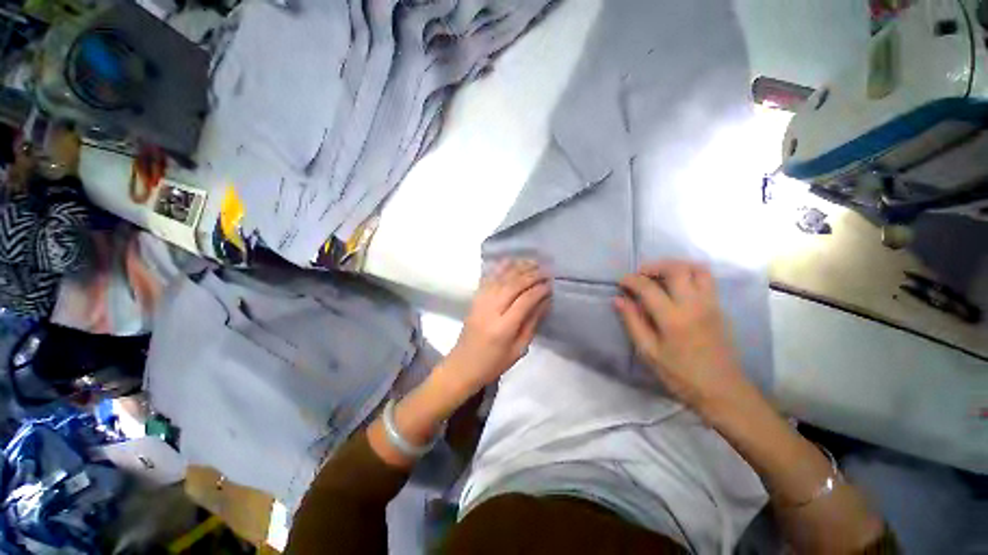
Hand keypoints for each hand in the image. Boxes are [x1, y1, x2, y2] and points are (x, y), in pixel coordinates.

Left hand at [439, 260, 550, 396]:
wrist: (463, 365)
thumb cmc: (494, 363)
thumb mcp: (519, 349)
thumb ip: (532, 323)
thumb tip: (545, 301)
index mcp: (503, 328)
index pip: (524, 301)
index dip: (539, 290)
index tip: (551, 284)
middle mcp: (490, 310)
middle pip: (513, 285)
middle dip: (531, 275)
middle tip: (546, 270)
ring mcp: (480, 302)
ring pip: (501, 278)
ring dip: (518, 267)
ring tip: (534, 262)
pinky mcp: (474, 299)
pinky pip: (488, 278)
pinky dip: (501, 268)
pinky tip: (511, 261)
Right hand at [614, 260, 749, 413]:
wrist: (722, 390)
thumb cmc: (680, 374)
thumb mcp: (649, 352)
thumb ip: (632, 322)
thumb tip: (618, 299)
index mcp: (673, 318)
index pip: (648, 287)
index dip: (631, 280)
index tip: (621, 282)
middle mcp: (694, 304)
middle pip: (677, 268)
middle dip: (654, 266)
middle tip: (640, 274)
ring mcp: (711, 304)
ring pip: (697, 269)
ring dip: (676, 266)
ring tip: (660, 276)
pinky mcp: (719, 307)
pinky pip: (706, 279)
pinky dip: (688, 274)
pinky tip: (676, 287)